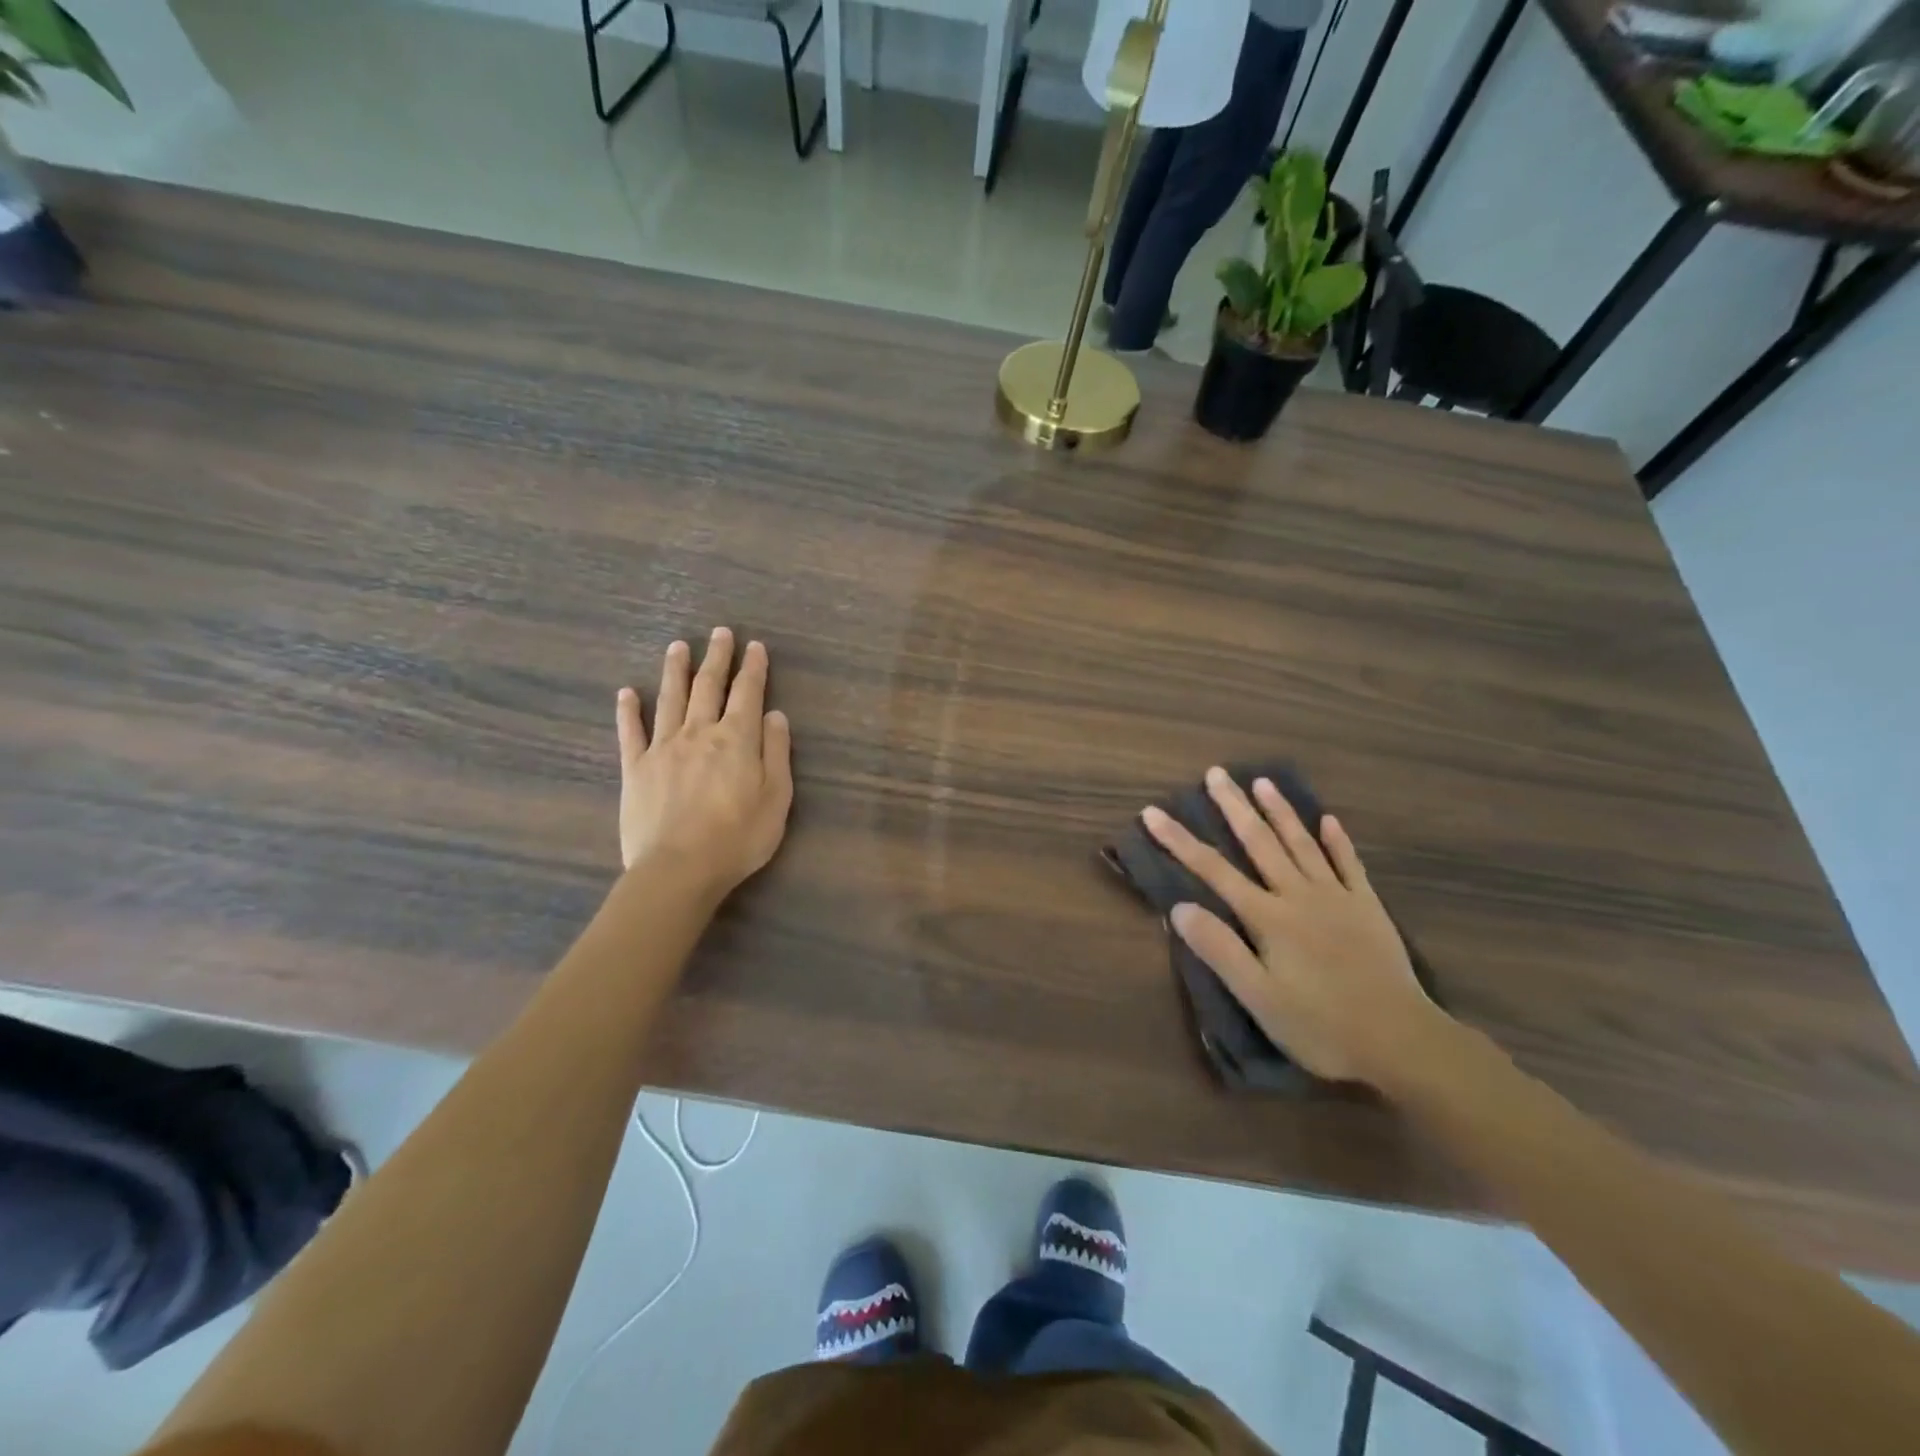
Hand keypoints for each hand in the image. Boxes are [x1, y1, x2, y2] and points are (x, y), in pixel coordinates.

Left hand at [614, 628, 793, 900]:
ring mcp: (663, 748)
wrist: (679, 869)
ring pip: (669, 699)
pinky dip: (628, 710)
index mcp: (736, 739)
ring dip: (675, 670)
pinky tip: (626, 692)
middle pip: (708, 686)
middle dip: (716, 657)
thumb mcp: (777, 797)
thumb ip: (776, 752)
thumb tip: (774, 714)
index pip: (747, 692)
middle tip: (720, 632)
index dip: (752, 668)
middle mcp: (699, 733)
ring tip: (678, 646)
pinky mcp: (635, 769)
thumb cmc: (738, 837)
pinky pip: (630, 732)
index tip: (755, 646)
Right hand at [1142, 768, 1449, 1090]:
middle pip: (1260, 843)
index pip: (1213, 870)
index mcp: (1268, 917)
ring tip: (1263, 782)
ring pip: (1302, 844)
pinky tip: (1329, 820)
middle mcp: (1299, 895)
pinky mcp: (1368, 909)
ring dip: (1280, 812)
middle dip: (1234, 807)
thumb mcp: (1258, 997)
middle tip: (1216, 773)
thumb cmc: (1321, 1026)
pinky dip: (1338, 841)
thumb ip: (1219, 950)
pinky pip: (1349, 865)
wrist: (1403, 1042)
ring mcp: (1337, 898)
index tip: (1153, 812)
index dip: (1179, 840)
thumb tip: (1179, 907)